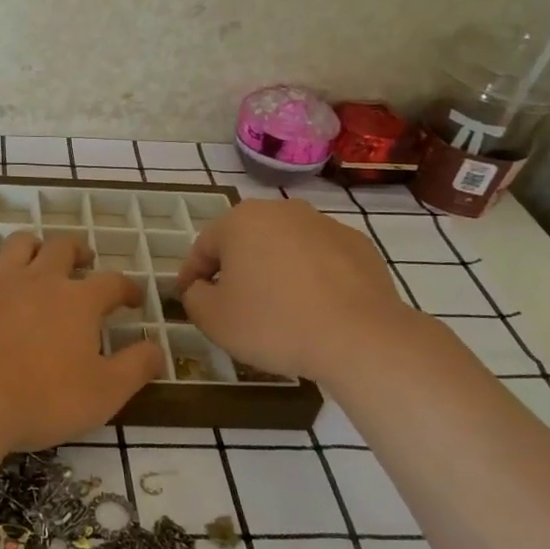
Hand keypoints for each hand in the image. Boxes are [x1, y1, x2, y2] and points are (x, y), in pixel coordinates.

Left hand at [0, 233, 162, 452]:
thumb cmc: (41, 399)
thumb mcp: (104, 393)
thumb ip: (136, 367)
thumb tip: (158, 348)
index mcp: (78, 300)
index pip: (112, 282)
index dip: (127, 288)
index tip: (133, 299)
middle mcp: (39, 279)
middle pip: (63, 248)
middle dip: (79, 252)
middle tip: (85, 263)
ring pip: (20, 244)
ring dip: (35, 247)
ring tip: (40, 259)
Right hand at [174, 199, 415, 383]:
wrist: (360, 338)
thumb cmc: (274, 323)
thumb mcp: (214, 319)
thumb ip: (194, 297)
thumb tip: (200, 288)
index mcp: (241, 221)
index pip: (203, 246)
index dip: (191, 275)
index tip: (189, 299)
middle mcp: (281, 210)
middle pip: (245, 241)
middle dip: (235, 269)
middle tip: (232, 304)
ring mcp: (324, 224)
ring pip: (284, 247)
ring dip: (274, 270)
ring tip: (277, 308)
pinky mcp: (359, 245)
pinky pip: (320, 259)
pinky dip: (311, 277)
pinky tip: (314, 308)